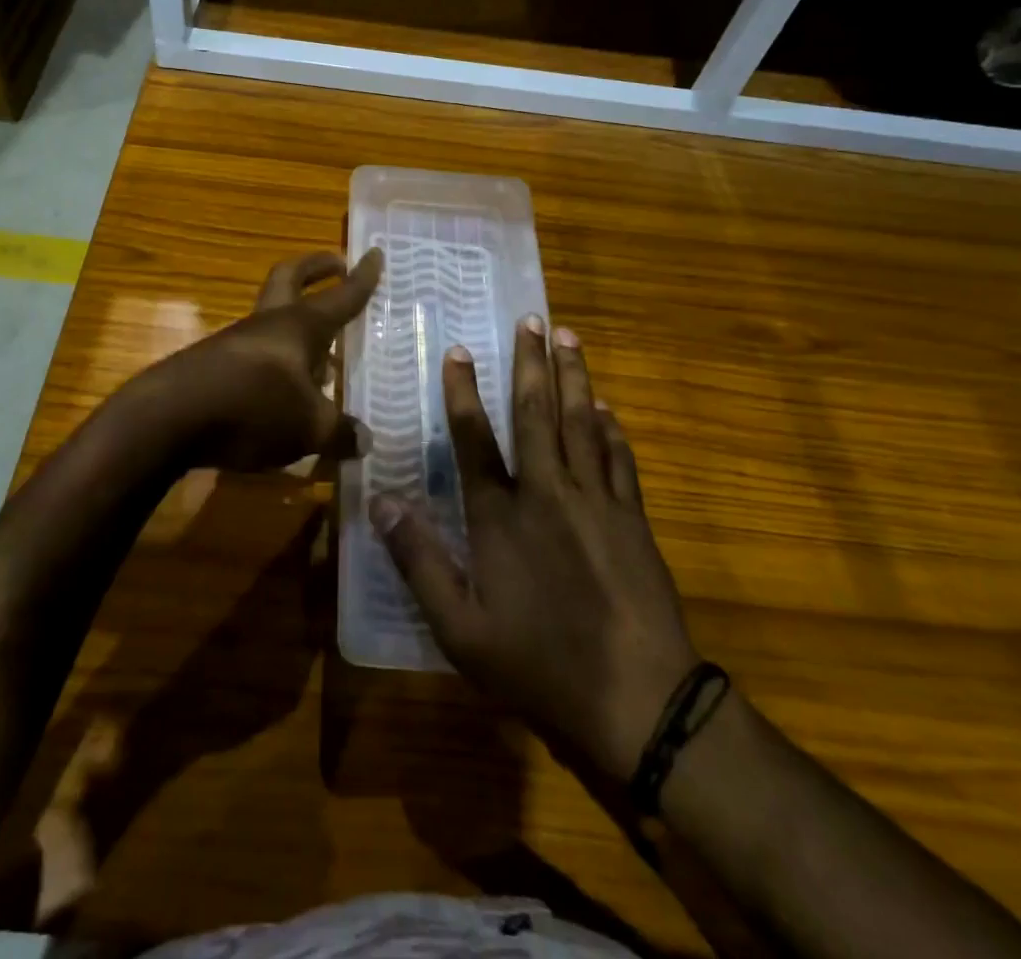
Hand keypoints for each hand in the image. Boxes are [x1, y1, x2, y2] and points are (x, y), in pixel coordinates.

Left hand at [145, 249, 382, 473]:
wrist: (168, 418)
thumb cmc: (252, 408)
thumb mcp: (308, 428)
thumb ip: (340, 432)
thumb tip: (364, 441)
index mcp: (300, 326)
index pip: (340, 296)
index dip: (361, 278)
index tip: (375, 254)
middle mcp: (268, 324)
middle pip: (290, 278)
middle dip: (316, 268)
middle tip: (336, 265)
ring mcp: (236, 341)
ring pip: (273, 319)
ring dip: (298, 325)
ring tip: (324, 357)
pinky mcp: (213, 364)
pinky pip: (256, 353)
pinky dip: (277, 362)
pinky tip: (285, 393)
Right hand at [371, 318, 697, 786]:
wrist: (639, 701)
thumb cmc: (539, 665)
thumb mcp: (460, 628)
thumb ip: (419, 560)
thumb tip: (381, 502)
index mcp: (501, 516)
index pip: (475, 440)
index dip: (464, 393)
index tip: (460, 351)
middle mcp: (548, 493)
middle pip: (537, 414)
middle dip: (531, 363)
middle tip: (534, 319)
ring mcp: (596, 502)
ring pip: (582, 424)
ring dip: (574, 377)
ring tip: (570, 338)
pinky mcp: (632, 519)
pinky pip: (620, 459)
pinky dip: (612, 428)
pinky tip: (607, 408)